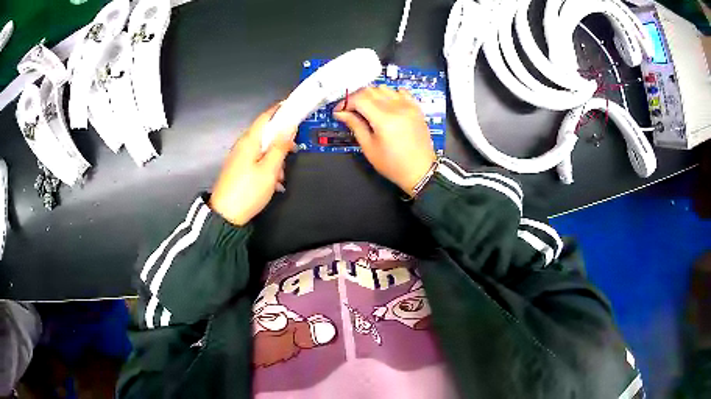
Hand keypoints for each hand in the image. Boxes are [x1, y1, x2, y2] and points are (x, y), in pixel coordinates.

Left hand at [209, 105, 295, 225]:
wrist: (225, 216)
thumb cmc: (248, 190)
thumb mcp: (269, 169)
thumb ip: (280, 146)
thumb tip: (289, 126)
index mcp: (249, 140)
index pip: (266, 116)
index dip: (281, 109)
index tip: (296, 106)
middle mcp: (242, 145)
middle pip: (266, 133)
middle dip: (281, 141)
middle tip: (294, 150)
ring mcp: (239, 158)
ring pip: (263, 150)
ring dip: (275, 159)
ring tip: (281, 178)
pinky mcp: (238, 170)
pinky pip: (257, 162)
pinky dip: (268, 169)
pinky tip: (274, 184)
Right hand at [334, 86, 435, 195]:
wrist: (420, 172)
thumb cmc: (393, 165)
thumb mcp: (369, 148)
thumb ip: (355, 126)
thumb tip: (341, 113)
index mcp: (384, 119)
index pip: (359, 98)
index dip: (345, 103)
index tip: (339, 111)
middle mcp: (397, 107)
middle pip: (370, 90)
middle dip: (356, 97)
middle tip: (350, 110)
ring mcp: (408, 106)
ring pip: (384, 88)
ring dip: (372, 95)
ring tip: (367, 108)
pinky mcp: (416, 108)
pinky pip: (400, 92)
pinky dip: (390, 94)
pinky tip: (386, 104)